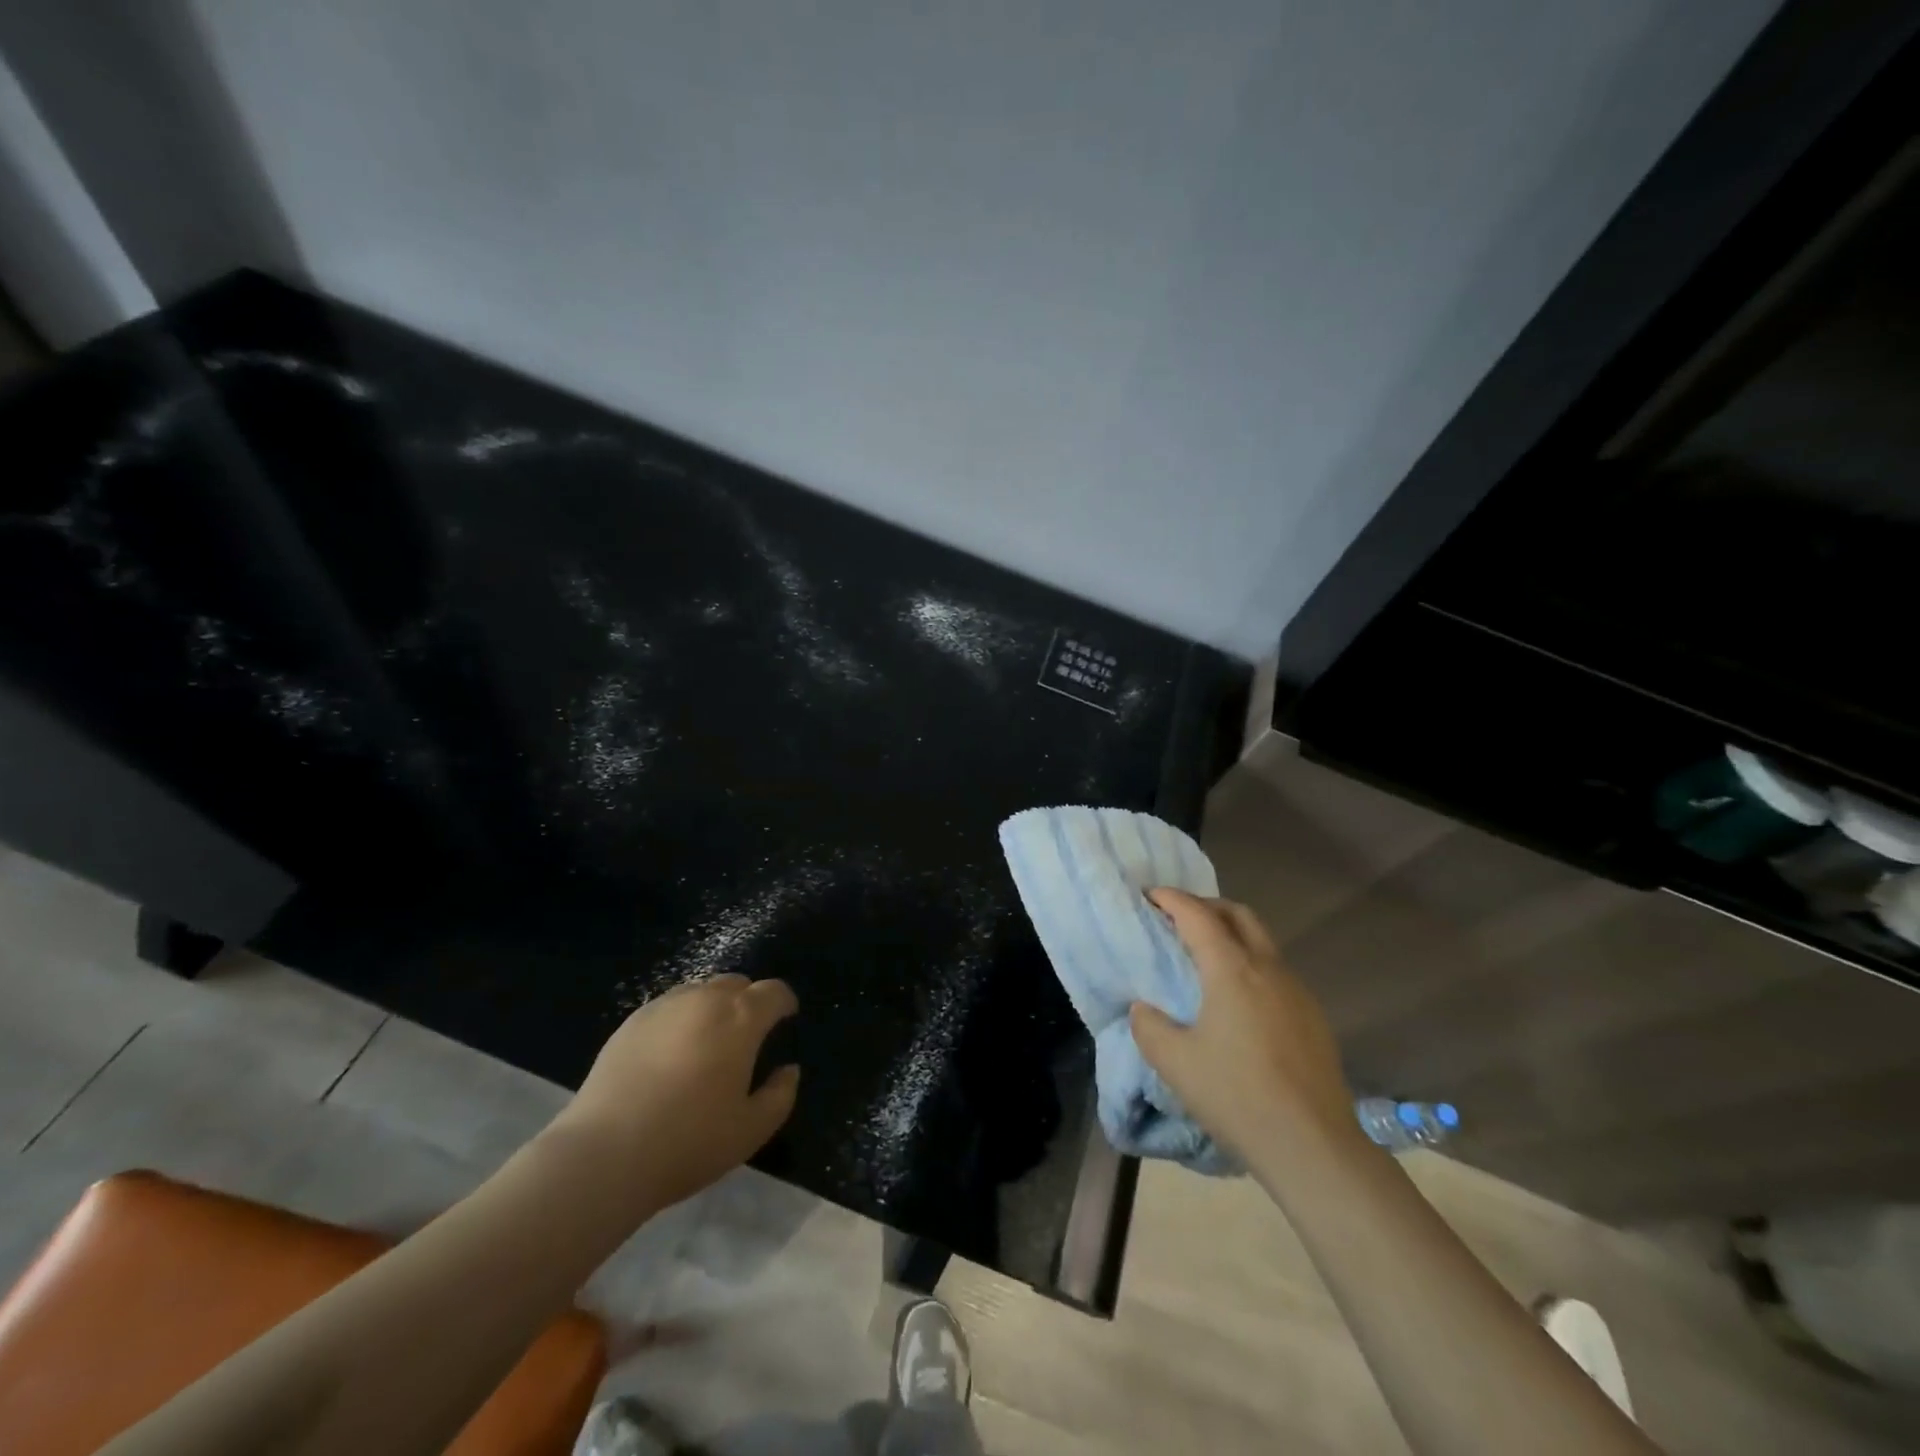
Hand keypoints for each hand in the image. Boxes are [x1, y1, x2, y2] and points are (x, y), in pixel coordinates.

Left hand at [549, 975, 799, 1214]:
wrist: (605, 1154)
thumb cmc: (689, 1141)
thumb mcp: (751, 1130)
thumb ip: (780, 1095)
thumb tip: (788, 1070)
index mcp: (741, 1018)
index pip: (774, 991)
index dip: (784, 1002)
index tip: (786, 1018)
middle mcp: (705, 999)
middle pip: (737, 984)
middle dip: (749, 1001)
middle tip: (747, 1035)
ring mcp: (665, 1006)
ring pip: (701, 991)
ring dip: (714, 1007)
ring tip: (708, 1042)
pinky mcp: (631, 1021)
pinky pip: (669, 1006)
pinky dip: (681, 1018)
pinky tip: (671, 1052)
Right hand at [1129, 888, 1356, 1164]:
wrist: (1314, 1147)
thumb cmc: (1237, 1096)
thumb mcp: (1174, 1062)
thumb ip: (1148, 1026)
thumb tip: (1144, 1009)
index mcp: (1232, 969)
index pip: (1197, 915)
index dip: (1171, 899)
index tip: (1149, 895)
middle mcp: (1268, 968)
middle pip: (1238, 914)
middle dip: (1205, 906)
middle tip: (1177, 918)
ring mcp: (1297, 991)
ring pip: (1261, 941)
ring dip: (1231, 934)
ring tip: (1204, 956)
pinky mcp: (1313, 1017)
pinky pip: (1275, 971)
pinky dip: (1250, 963)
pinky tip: (1237, 998)